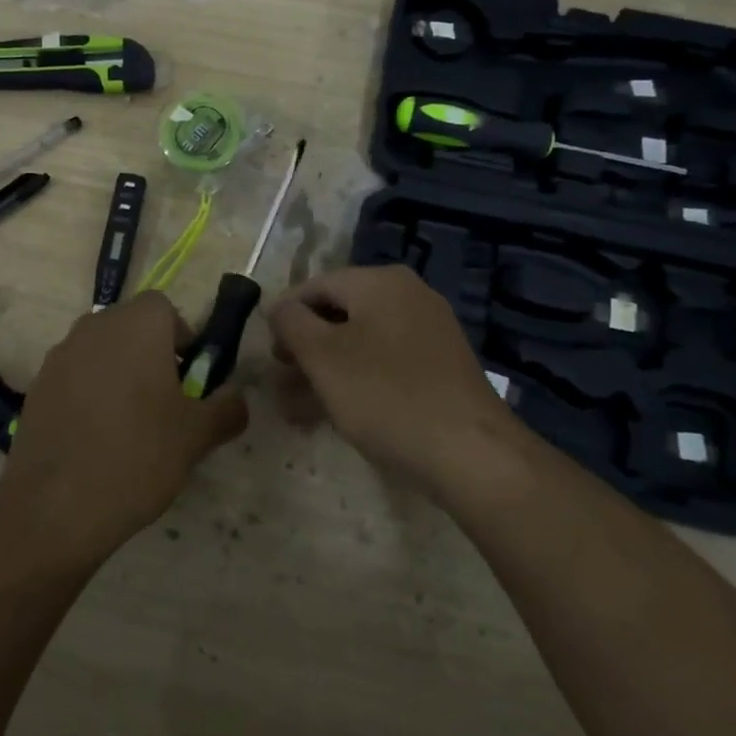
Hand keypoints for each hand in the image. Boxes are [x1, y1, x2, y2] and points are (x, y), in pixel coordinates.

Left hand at [1, 291, 247, 559]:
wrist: (56, 504)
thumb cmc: (138, 455)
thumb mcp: (197, 436)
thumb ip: (226, 408)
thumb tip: (236, 398)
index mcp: (137, 325)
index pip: (164, 308)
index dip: (180, 337)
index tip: (187, 377)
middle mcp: (95, 327)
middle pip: (130, 327)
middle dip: (149, 354)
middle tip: (164, 402)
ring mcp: (60, 355)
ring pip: (100, 351)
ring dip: (117, 373)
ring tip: (128, 425)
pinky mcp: (37, 386)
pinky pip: (73, 377)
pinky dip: (87, 395)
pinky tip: (95, 439)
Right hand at [266, 266, 520, 503]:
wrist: (470, 453)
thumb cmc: (385, 394)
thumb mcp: (322, 356)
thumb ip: (291, 322)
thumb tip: (278, 307)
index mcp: (380, 282)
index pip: (315, 286)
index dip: (284, 316)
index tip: (264, 351)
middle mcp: (408, 297)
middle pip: (339, 315)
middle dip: (303, 349)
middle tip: (278, 381)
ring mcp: (428, 333)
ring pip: (359, 344)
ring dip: (323, 372)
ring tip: (293, 408)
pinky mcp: (439, 368)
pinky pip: (384, 365)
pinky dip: (354, 382)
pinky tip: (331, 415)